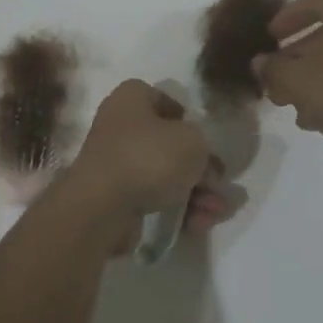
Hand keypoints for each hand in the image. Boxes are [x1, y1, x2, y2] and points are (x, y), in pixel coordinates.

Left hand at [65, 80, 242, 245]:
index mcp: (131, 98)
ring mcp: (117, 163)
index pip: (165, 100)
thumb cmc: (148, 156)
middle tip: (220, 184)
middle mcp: (120, 126)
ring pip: (166, 174)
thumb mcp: (192, 140)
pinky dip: (177, 210)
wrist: (102, 206)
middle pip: (169, 143)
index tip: (208, 140)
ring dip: (196, 193)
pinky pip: (154, 198)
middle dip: (201, 167)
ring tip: (216, 211)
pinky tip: (199, 224)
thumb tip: (203, 158)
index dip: (190, 119)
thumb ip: (204, 144)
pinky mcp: (117, 196)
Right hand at [251, 0, 322, 154]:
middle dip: (295, 53)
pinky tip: (313, 116)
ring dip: (311, 74)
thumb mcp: (296, 80)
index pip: (313, 0)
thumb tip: (259, 62)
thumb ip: (273, 68)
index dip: (287, 16)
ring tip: (289, 100)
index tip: (270, 36)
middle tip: (276, 71)